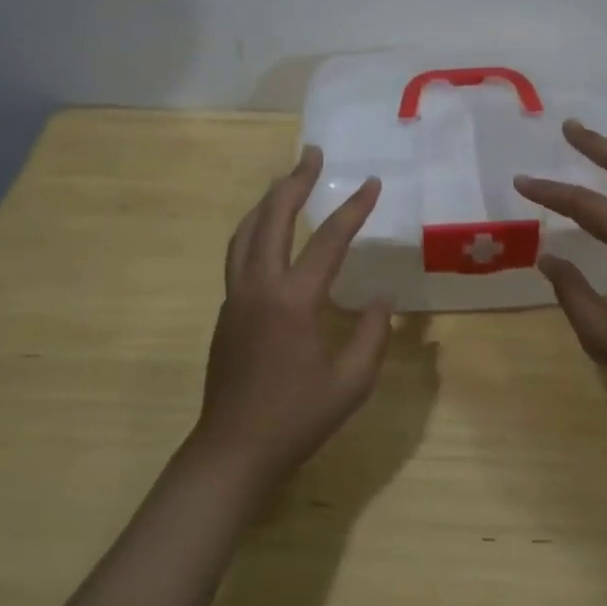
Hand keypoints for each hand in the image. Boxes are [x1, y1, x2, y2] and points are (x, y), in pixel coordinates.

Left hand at [192, 146, 392, 489]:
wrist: (233, 450)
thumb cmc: (297, 418)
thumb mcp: (352, 382)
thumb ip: (372, 334)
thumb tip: (380, 298)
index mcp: (294, 300)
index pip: (328, 240)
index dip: (353, 209)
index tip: (370, 183)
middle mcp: (259, 286)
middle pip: (272, 218)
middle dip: (294, 182)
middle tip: (312, 155)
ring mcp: (236, 297)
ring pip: (245, 232)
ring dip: (267, 201)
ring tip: (285, 182)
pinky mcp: (225, 311)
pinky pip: (238, 254)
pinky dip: (255, 229)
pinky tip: (267, 233)